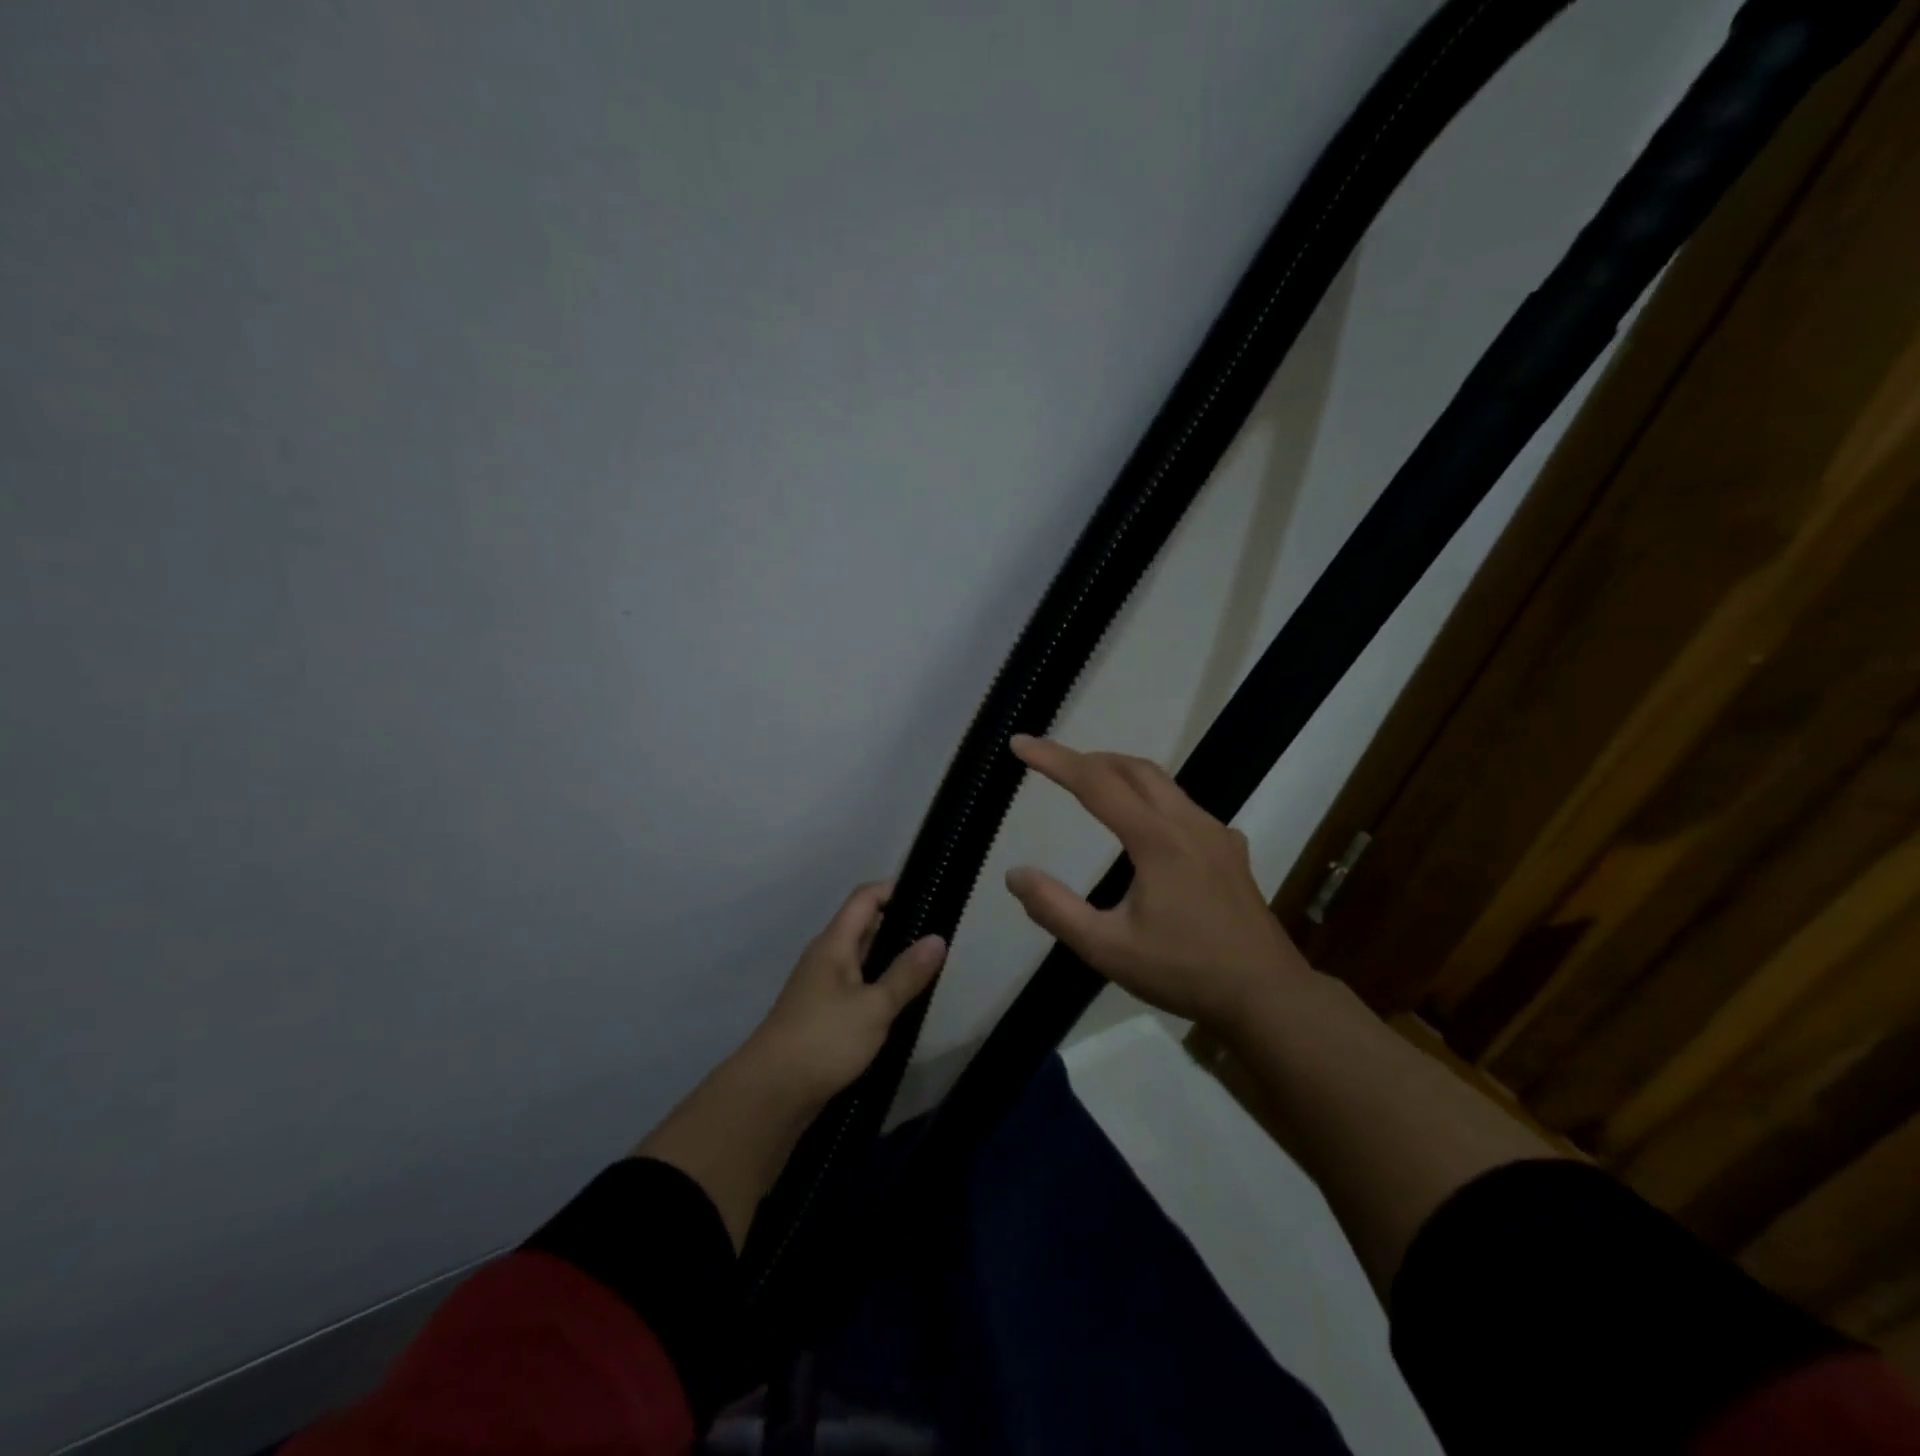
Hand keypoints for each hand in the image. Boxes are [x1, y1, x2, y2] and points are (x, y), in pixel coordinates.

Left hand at [740, 880, 946, 1106]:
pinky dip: (878, 985)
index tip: (929, 894)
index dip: (894, 889)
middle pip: (863, 926)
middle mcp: (825, 957)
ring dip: (890, 958)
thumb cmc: (824, 1039)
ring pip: (860, 959)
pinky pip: (855, 986)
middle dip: (899, 925)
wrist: (770, 1094)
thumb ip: (906, 973)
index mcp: (834, 944)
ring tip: (927, 966)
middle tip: (938, 934)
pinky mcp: (821, 1015)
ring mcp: (820, 987)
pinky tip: (899, 1002)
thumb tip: (937, 938)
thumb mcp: (874, 1007)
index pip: (864, 898)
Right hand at [1003, 735, 1310, 1027]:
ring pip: (1162, 782)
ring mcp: (1215, 833)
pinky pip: (1185, 806)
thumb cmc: (1183, 972)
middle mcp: (1188, 823)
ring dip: (1120, 774)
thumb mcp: (1107, 949)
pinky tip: (1147, 827)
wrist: (1266, 995)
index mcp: (1156, 839)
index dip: (1053, 759)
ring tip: (1091, 786)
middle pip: (1132, 768)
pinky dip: (1152, 798)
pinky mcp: (1230, 849)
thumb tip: (1015, 874)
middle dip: (1088, 759)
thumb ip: (1056, 910)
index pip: (1094, 783)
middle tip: (1053, 765)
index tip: (1020, 743)